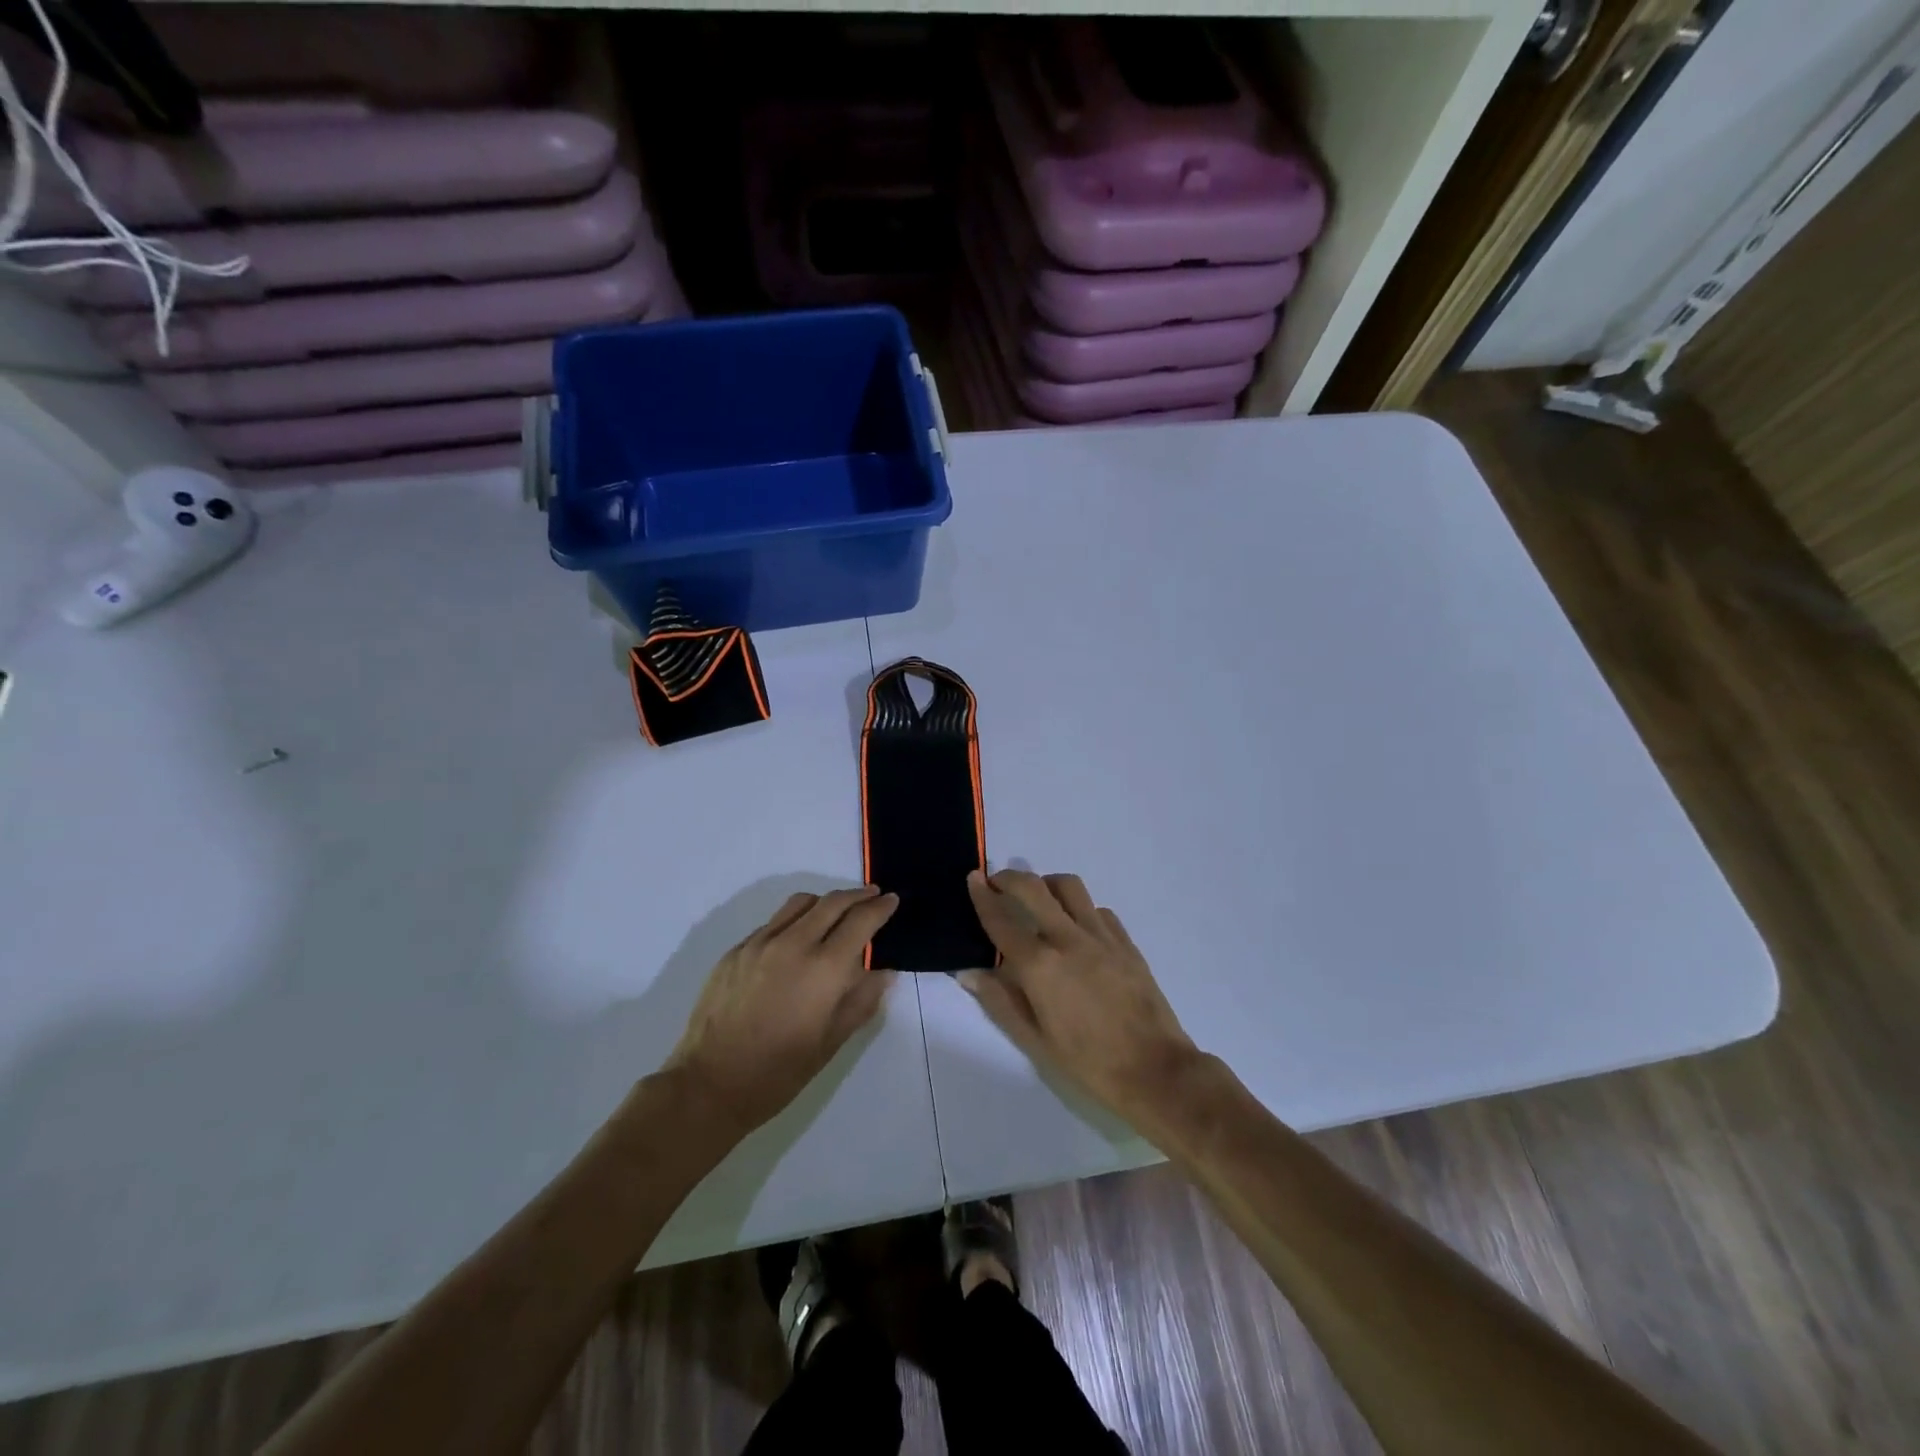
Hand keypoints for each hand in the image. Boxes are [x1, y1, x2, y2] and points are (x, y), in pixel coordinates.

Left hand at [663, 887, 899, 1138]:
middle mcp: (793, 944)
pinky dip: (794, 921)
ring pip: (800, 903)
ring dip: (825, 902)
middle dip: (857, 895)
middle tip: (872, 895)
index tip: (892, 900)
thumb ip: (861, 1000)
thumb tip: (882, 972)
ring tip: (835, 912)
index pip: (861, 921)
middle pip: (832, 902)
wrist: (710, 1084)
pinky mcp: (736, 951)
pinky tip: (795, 942)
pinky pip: (773, 923)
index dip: (880, 907)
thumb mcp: (831, 1042)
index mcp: (823, 968)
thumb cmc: (779, 1072)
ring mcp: (760, 943)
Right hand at [960, 870, 1200, 1126]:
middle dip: (1010, 877)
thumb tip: (969, 973)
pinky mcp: (1126, 942)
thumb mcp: (1035, 1041)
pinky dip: (1079, 908)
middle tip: (997, 882)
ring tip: (1038, 898)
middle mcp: (1068, 939)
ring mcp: (1101, 936)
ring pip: (1069, 887)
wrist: (1156, 1071)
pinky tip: (1076, 927)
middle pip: (1033, 888)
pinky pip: (1097, 909)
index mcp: (1039, 966)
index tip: (973, 879)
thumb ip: (1000, 1001)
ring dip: (1046, 884)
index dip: (982, 897)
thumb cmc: (1088, 1063)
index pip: (1001, 920)